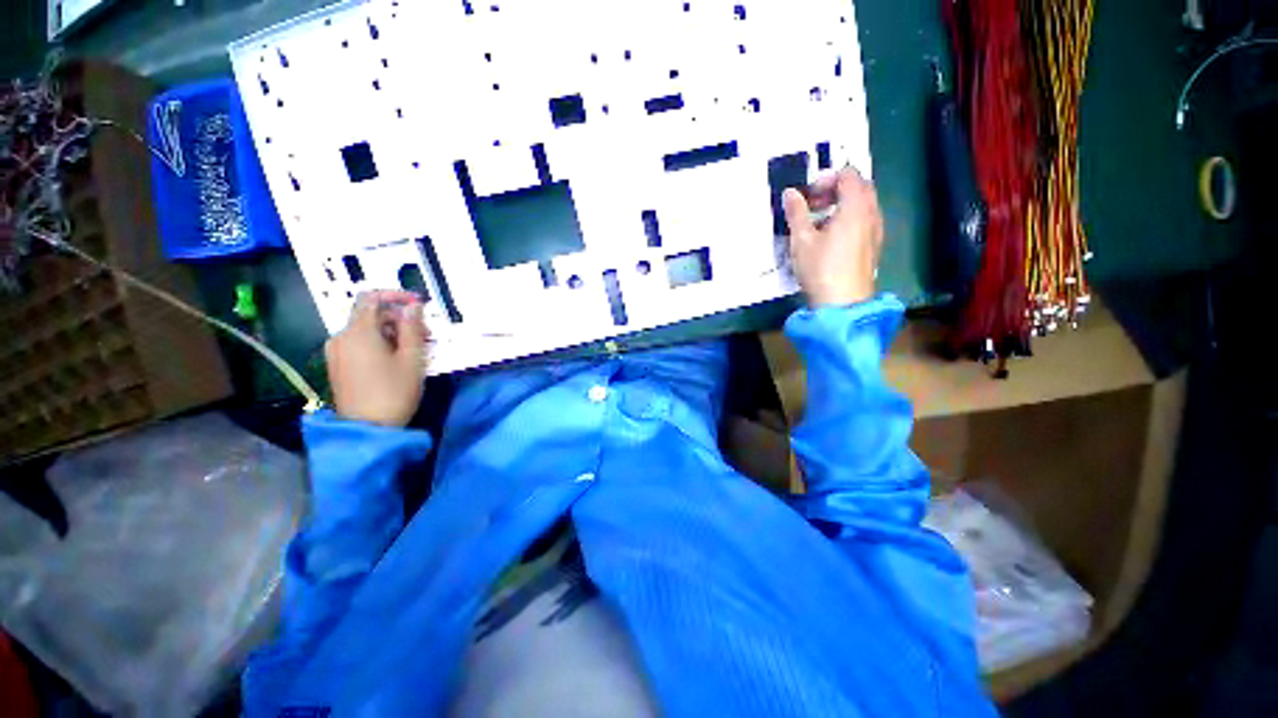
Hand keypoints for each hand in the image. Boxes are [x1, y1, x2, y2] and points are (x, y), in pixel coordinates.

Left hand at [325, 290, 428, 426]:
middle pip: (370, 315)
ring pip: (366, 330)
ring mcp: (336, 352)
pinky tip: (396, 359)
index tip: (418, 304)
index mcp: (358, 332)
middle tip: (425, 336)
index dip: (395, 295)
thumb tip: (413, 306)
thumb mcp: (412, 358)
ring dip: (391, 333)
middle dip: (399, 319)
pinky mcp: (337, 365)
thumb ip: (412, 328)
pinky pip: (359, 343)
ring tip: (414, 350)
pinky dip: (379, 343)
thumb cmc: (394, 391)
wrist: (367, 429)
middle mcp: (341, 337)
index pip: (371, 298)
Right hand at [782, 168, 882, 306]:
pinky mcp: (874, 246)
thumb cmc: (821, 269)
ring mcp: (876, 230)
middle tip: (814, 205)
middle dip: (836, 189)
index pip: (848, 175)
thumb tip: (790, 193)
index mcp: (855, 207)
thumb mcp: (802, 240)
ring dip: (843, 204)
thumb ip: (796, 213)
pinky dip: (850, 218)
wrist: (842, 303)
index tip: (809, 195)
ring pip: (864, 204)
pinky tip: (832, 237)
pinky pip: (865, 220)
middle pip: (860, 187)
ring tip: (820, 222)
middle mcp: (871, 213)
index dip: (827, 178)